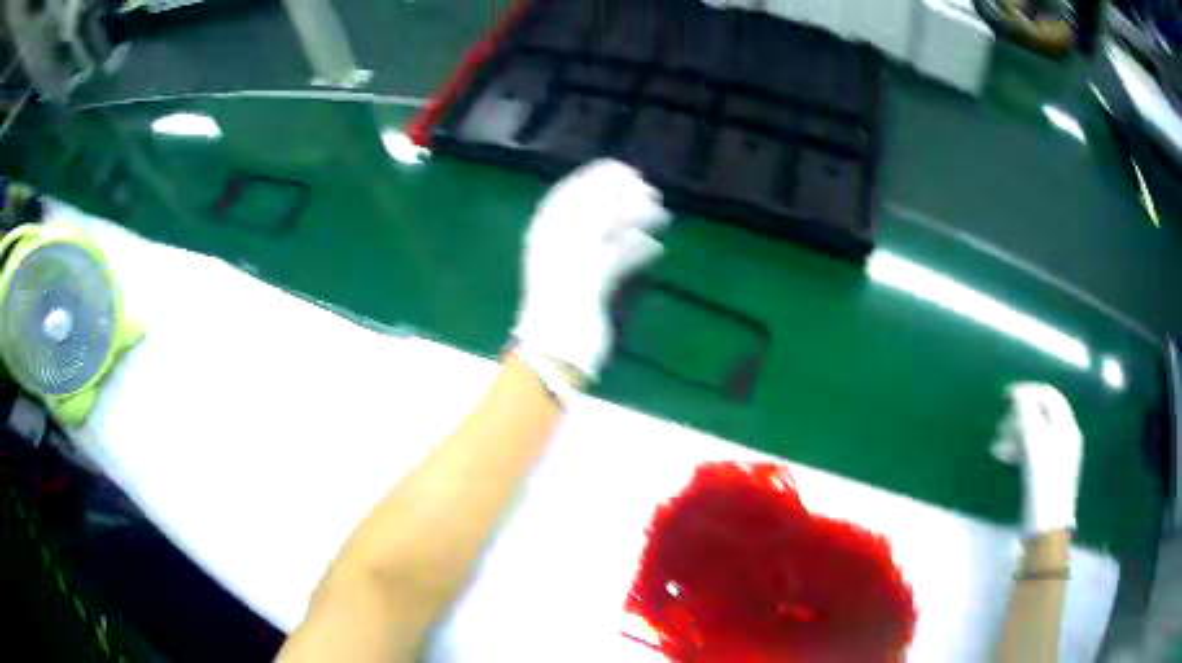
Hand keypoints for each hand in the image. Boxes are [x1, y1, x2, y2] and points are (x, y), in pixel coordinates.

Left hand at [512, 159, 669, 378]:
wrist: (557, 351)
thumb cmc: (563, 300)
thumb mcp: (578, 255)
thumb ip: (596, 220)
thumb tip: (615, 187)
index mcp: (549, 229)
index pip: (574, 191)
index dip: (600, 178)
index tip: (631, 173)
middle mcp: (562, 240)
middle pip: (594, 209)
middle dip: (622, 199)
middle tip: (653, 195)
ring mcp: (578, 263)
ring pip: (607, 232)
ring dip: (633, 221)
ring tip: (661, 216)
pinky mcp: (592, 285)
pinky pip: (616, 258)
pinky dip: (634, 249)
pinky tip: (654, 247)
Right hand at [991, 383, 1083, 533]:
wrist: (1047, 529)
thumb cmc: (1044, 483)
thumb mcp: (1035, 444)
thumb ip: (1027, 414)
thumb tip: (1019, 392)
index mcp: (1066, 425)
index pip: (1048, 395)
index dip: (1027, 392)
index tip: (1004, 398)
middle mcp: (1066, 435)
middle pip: (1041, 414)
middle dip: (1019, 419)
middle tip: (1000, 431)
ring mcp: (1059, 455)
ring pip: (1035, 434)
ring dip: (1016, 436)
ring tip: (999, 450)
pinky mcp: (1049, 473)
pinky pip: (1035, 451)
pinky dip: (1021, 451)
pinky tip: (1008, 460)